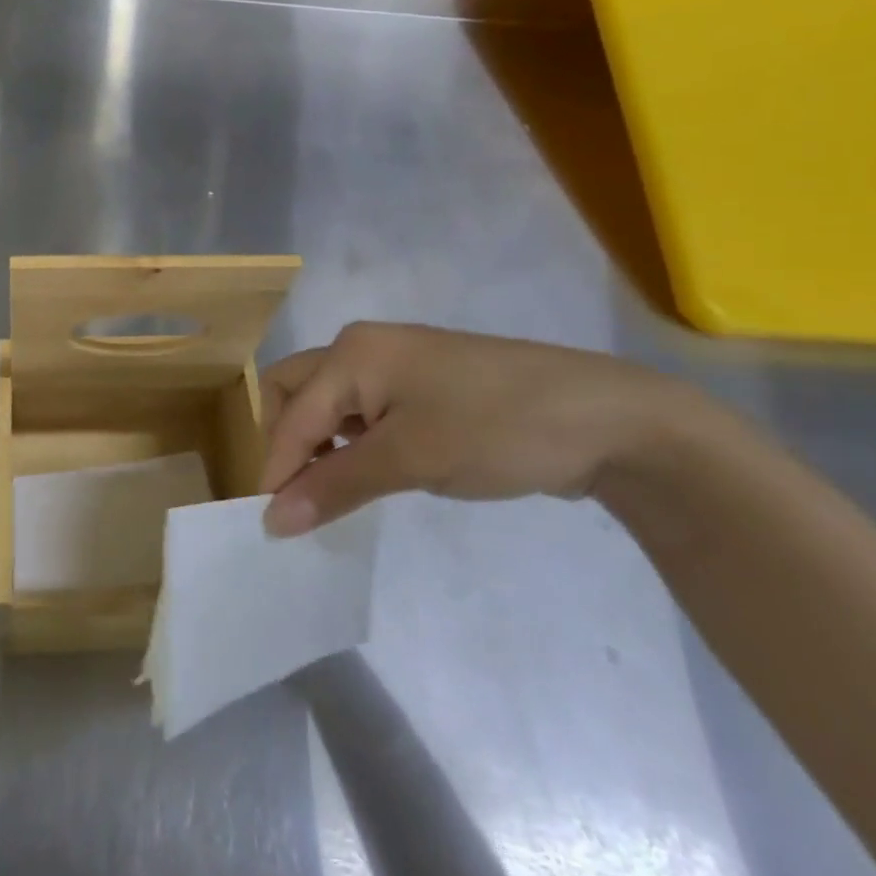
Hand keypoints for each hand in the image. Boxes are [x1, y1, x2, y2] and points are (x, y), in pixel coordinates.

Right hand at [260, 321, 705, 535]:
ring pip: (328, 404)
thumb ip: (334, 485)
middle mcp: (363, 349)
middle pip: (295, 392)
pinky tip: (364, 476)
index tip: (270, 526)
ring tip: (327, 495)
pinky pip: (362, 413)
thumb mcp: (410, 459)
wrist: (605, 420)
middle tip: (294, 497)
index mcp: (352, 353)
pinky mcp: (422, 388)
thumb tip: (272, 521)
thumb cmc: (495, 428)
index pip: (291, 414)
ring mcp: (395, 366)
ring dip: (317, 445)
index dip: (275, 469)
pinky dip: (350, 444)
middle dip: (284, 442)